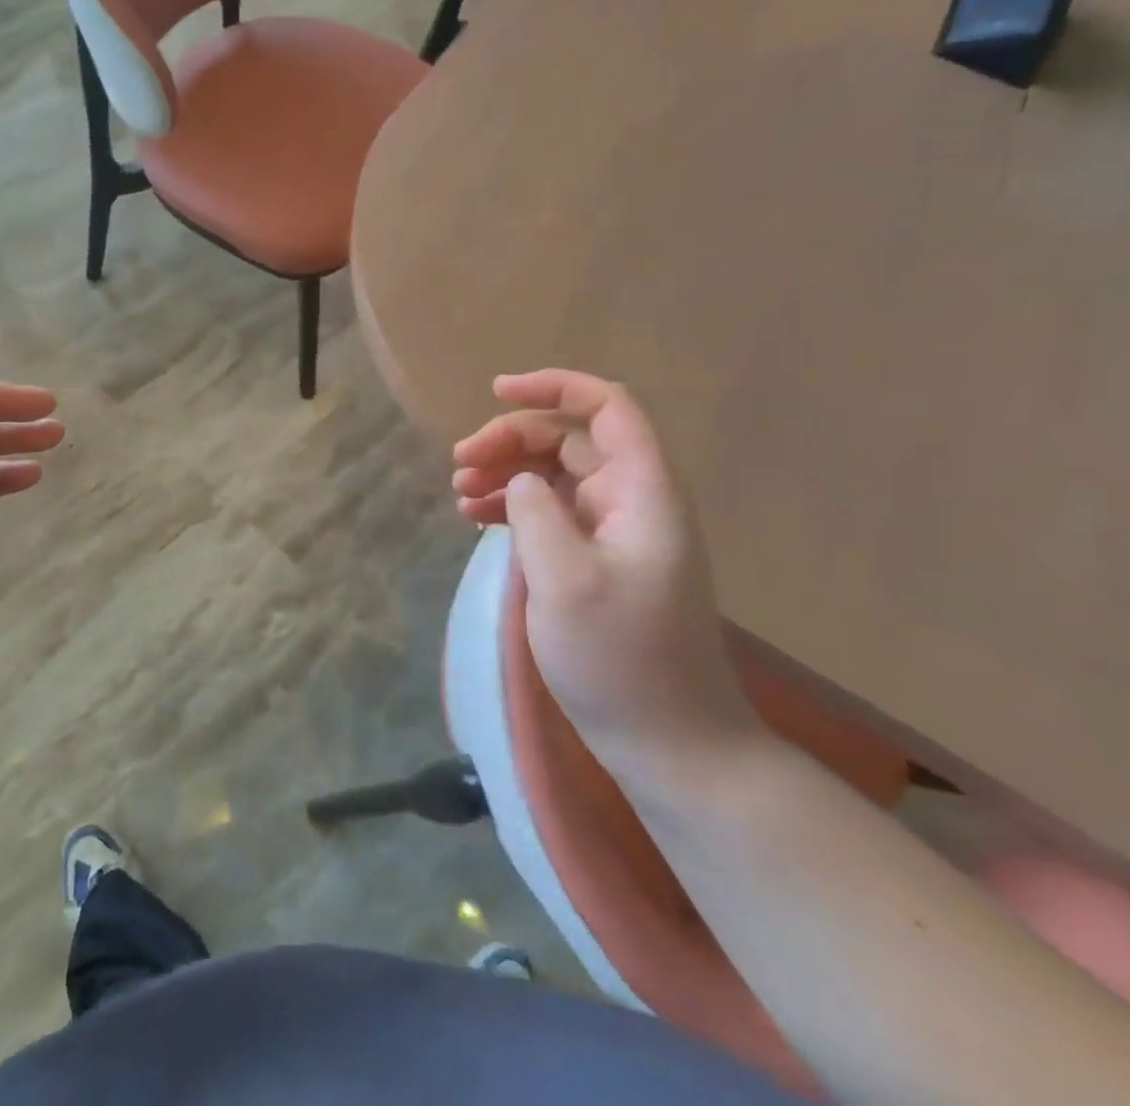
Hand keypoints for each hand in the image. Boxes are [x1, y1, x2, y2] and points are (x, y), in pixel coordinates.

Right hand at [452, 370, 757, 773]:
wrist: (670, 744)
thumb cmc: (621, 659)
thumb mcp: (566, 579)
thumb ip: (536, 512)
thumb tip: (520, 481)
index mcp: (643, 491)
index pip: (607, 407)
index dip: (554, 386)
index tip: (496, 391)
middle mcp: (633, 500)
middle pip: (570, 438)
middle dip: (511, 439)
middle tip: (459, 464)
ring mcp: (616, 532)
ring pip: (555, 474)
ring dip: (506, 472)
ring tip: (458, 493)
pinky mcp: (598, 562)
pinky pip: (552, 512)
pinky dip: (514, 506)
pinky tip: (477, 518)